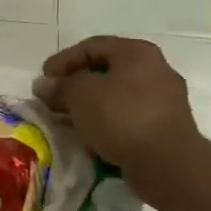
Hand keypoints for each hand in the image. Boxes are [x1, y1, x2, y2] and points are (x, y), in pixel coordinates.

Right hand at [34, 37, 203, 197]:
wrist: (167, 163)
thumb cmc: (121, 117)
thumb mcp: (80, 95)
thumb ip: (59, 86)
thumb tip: (43, 85)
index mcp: (137, 52)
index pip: (91, 46)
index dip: (62, 60)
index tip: (43, 78)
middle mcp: (156, 68)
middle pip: (106, 70)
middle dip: (75, 84)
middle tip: (53, 99)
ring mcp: (165, 98)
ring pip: (117, 95)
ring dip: (90, 105)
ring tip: (67, 119)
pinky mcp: (166, 126)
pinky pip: (128, 116)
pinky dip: (107, 121)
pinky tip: (90, 134)